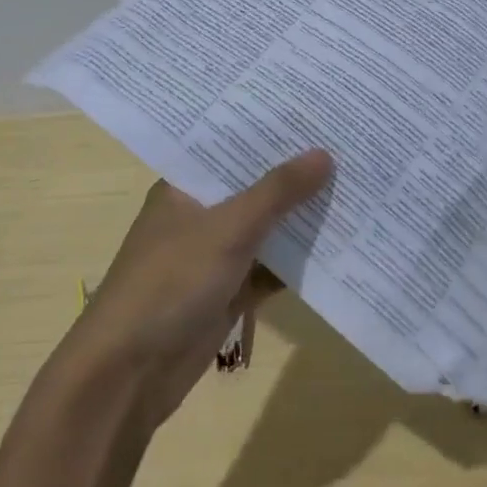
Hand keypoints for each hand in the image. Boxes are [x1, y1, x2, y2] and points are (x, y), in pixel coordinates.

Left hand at [67, 151, 332, 431]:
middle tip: (349, 146)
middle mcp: (200, 215)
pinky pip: (272, 268)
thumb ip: (277, 192)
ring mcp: (215, 256)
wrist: (130, 373)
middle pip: (255, 187)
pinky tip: (343, 243)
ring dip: (302, 217)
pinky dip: (300, 260)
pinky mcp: (230, 293)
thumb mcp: (227, 228)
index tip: (316, 113)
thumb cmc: (170, 282)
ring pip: (267, 229)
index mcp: (185, 187)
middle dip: (296, 174)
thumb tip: (324, 153)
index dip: (271, 131)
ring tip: (356, 186)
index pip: (232, 146)